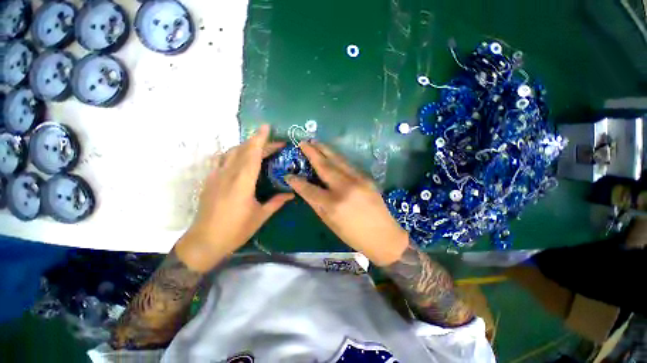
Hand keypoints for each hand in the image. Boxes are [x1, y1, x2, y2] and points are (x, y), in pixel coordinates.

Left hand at [177, 125, 293, 270]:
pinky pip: (222, 160)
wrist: (204, 241)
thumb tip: (291, 194)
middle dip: (259, 142)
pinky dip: (234, 154)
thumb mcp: (260, 216)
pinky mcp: (210, 180)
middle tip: (274, 143)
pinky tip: (241, 160)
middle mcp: (228, 174)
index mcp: (242, 182)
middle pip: (243, 150)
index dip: (260, 139)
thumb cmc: (235, 230)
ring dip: (245, 147)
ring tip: (259, 149)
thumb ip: (276, 202)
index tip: (266, 127)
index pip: (252, 154)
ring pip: (231, 153)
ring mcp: (216, 176)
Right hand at [286, 141, 408, 265]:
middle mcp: (344, 188)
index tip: (288, 175)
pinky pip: (348, 165)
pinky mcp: (367, 178)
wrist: (384, 236)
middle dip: (312, 153)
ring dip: (325, 150)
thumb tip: (305, 189)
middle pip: (324, 166)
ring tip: (315, 142)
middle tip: (303, 142)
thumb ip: (316, 203)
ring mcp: (358, 181)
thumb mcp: (330, 222)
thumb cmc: (353, 235)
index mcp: (333, 205)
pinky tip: (331, 154)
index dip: (296, 182)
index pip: (309, 189)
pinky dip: (337, 158)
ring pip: (338, 160)